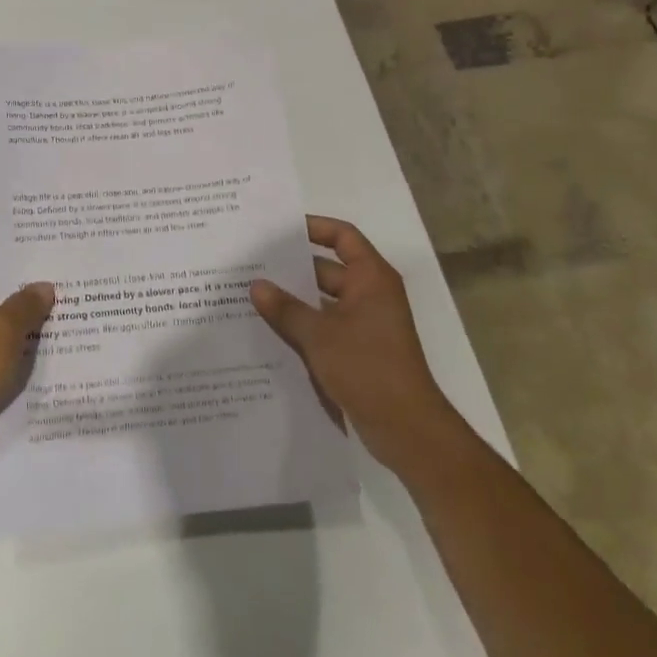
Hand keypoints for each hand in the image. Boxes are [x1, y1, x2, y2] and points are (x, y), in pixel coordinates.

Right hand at [251, 215, 449, 453]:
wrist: (406, 429)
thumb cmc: (368, 368)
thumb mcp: (320, 336)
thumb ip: (286, 309)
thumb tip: (256, 285)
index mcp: (371, 279)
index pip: (343, 236)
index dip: (313, 227)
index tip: (278, 229)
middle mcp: (370, 294)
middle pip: (327, 268)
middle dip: (291, 267)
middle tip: (251, 263)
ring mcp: (364, 324)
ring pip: (321, 300)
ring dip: (292, 299)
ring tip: (250, 294)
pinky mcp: (356, 350)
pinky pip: (323, 326)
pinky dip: (300, 324)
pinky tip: (267, 329)